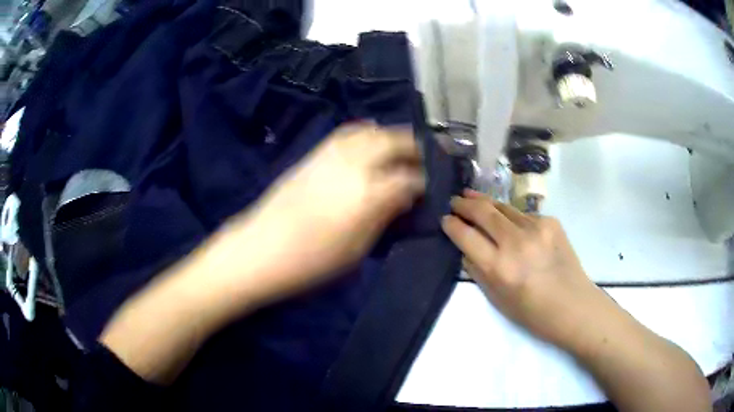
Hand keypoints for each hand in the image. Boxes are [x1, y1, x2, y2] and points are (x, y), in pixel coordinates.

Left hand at [218, 122, 424, 302]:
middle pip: (395, 142)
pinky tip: (372, 140)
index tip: (436, 185)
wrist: (260, 249)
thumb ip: (386, 216)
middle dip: (417, 147)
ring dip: (393, 136)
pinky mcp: (314, 154)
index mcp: (369, 192)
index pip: (411, 178)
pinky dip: (367, 133)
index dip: (428, 181)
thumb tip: (406, 196)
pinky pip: (347, 133)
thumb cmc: (311, 261)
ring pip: (372, 132)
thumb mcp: (358, 248)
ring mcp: (332, 155)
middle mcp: (354, 164)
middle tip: (431, 155)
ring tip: (405, 147)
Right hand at [441, 189, 605, 348]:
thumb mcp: (497, 300)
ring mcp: (536, 228)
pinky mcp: (551, 222)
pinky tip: (508, 222)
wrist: (573, 306)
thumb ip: (478, 272)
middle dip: (464, 203)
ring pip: (503, 207)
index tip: (445, 219)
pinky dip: (511, 216)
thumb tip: (466, 249)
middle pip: (483, 211)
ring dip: (485, 202)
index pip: (466, 236)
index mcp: (499, 268)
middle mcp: (516, 242)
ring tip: (472, 196)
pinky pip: (523, 215)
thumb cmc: (532, 312)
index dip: (452, 225)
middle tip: (454, 200)